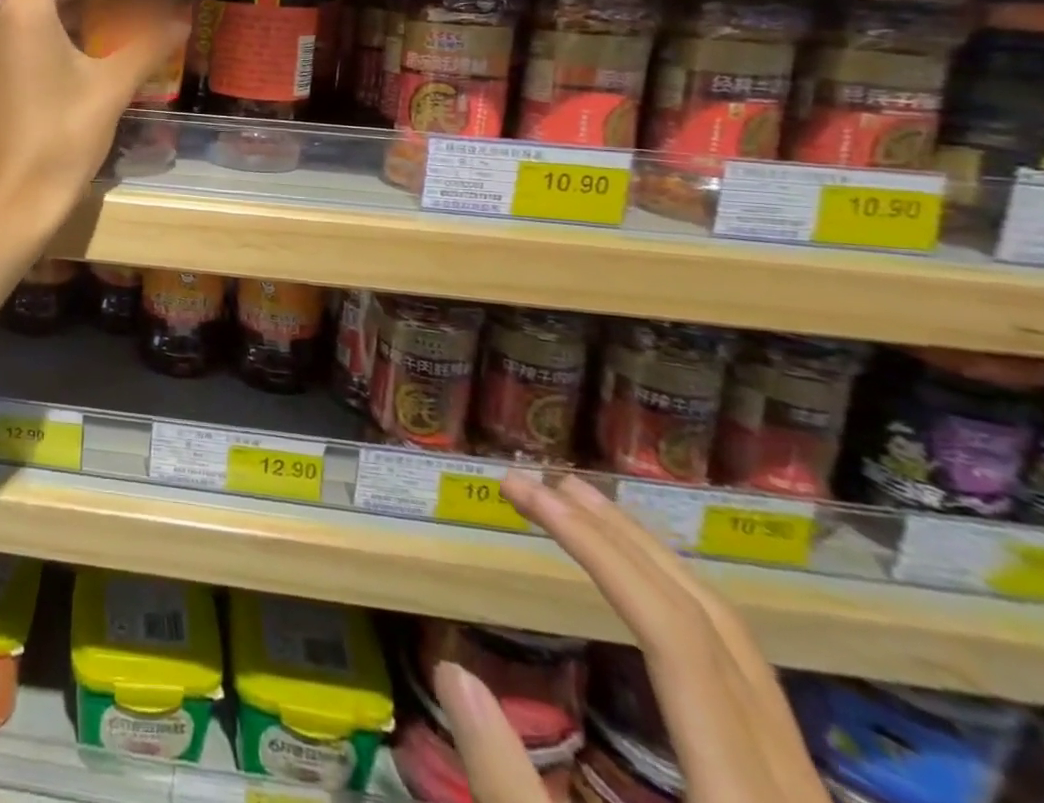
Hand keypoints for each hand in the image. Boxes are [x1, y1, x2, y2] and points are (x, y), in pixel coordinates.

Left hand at [0, 0, 185, 231]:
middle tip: (97, 8)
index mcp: (21, 11)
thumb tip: (181, 20)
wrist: (5, 200)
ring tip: (68, 47)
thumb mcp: (111, 89)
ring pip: (1, 21)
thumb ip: (146, 46)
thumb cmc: (62, 137)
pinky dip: (7, 53)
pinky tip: (30, 81)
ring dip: (34, 24)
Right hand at [433, 474, 828, 802]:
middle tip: (541, 483)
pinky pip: (743, 679)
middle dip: (620, 538)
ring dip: (653, 564)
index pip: (675, 638)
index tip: (527, 495)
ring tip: (582, 512)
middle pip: (715, 625)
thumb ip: (510, 791)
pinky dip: (680, 611)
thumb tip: (452, 673)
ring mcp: (801, 794)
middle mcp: (790, 785)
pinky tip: (640, 597)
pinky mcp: (791, 802)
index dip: (598, 550)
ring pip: (740, 647)